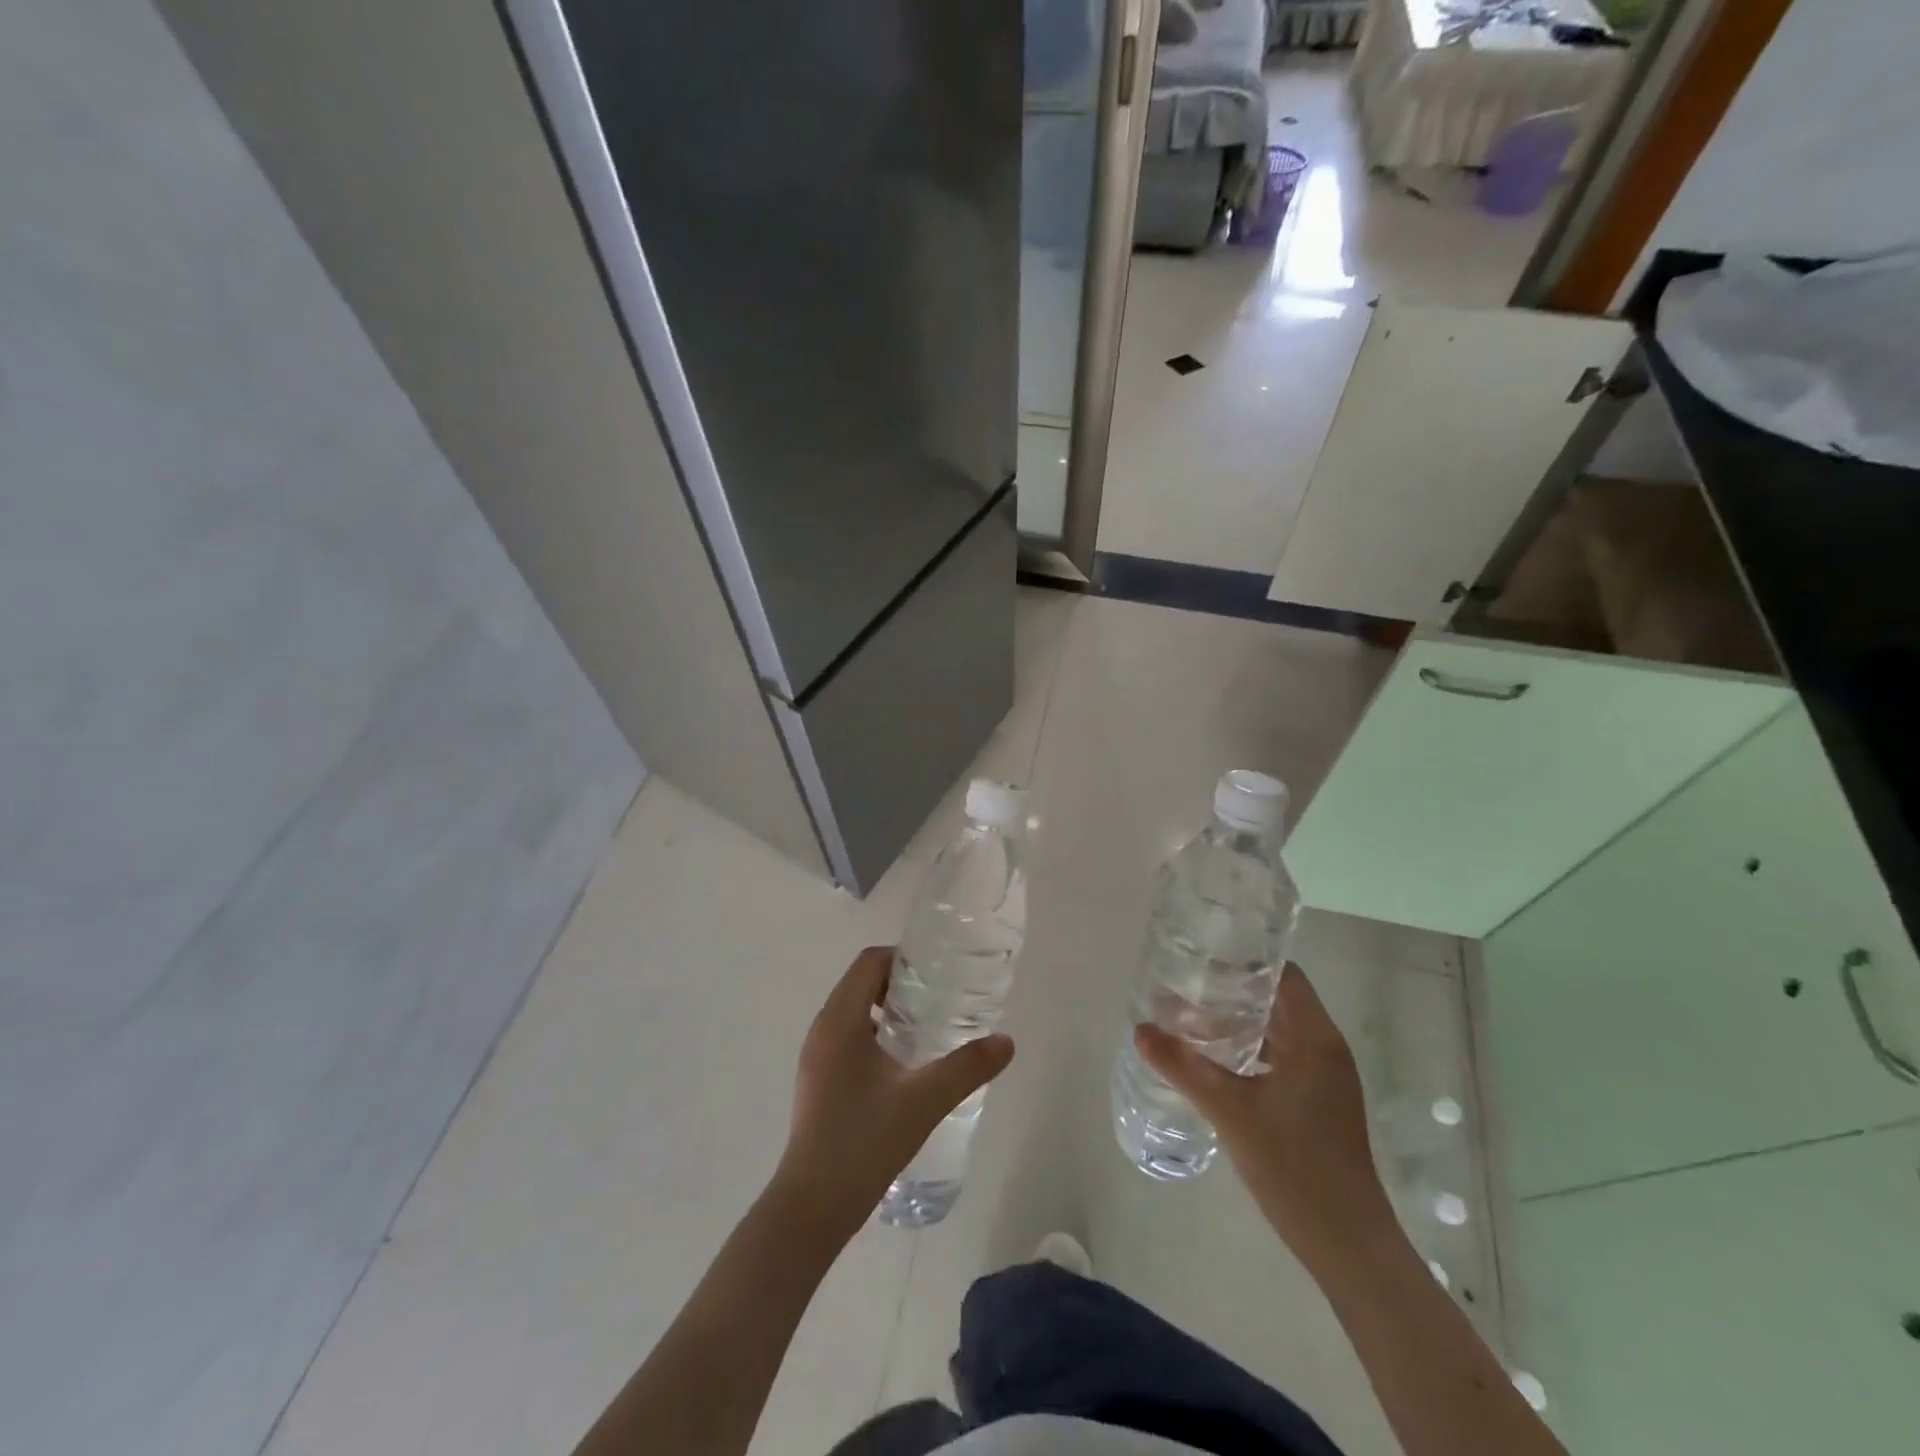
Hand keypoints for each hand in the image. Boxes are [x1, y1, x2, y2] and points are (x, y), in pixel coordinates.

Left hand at [773, 947, 1014, 1236]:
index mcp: (840, 1021)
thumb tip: (1006, 1042)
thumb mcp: (924, 1101)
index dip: (903, 958)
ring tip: (929, 1026)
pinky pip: (849, 1036)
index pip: (869, 962)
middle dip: (900, 982)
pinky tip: (906, 1063)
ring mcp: (817, 1056)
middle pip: (861, 982)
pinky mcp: (819, 1079)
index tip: (938, 971)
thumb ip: (967, 1068)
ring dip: (888, 1008)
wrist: (812, 1207)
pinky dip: (876, 1032)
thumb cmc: (863, 1142)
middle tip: (941, 997)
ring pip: (854, 1010)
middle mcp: (822, 1029)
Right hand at [1135, 964, 1396, 1270]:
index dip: (1245, 961)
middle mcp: (1326, 1050)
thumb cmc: (1293, 1167)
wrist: (1347, 1245)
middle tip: (1184, 987)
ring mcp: (1325, 1079)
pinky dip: (1249, 1051)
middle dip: (1232, 992)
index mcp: (1315, 1039)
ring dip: (1238, 1024)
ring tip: (1190, 1020)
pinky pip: (1281, 1058)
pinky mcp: (1319, 1104)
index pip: (1283, 975)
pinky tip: (1215, 1063)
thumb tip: (1140, 1029)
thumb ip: (1182, 1065)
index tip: (1203, 956)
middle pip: (1278, 1001)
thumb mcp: (1229, 1110)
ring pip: (1277, 1032)